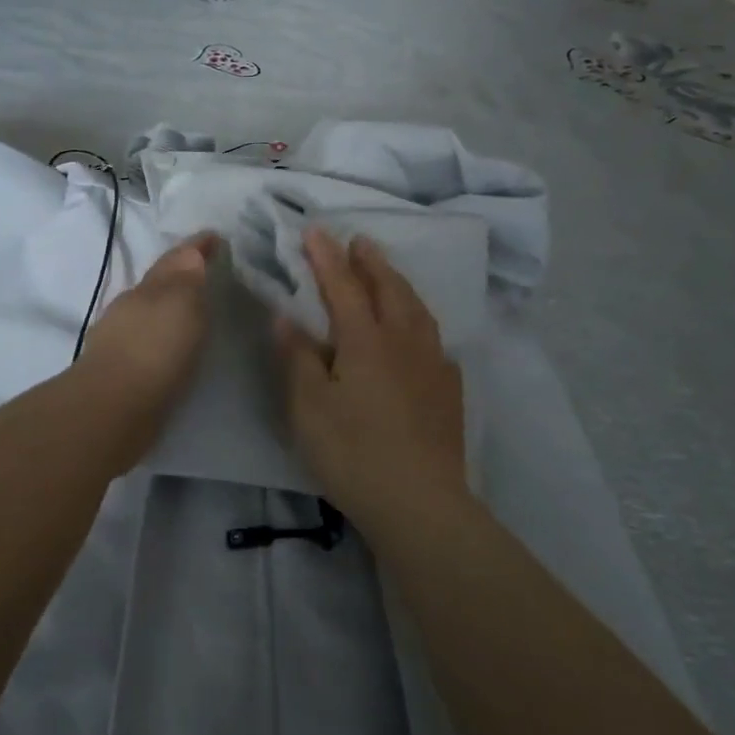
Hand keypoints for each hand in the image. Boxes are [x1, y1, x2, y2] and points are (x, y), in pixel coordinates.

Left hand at [73, 232, 219, 433]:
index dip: (196, 246)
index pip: (176, 258)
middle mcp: (132, 307)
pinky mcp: (122, 371)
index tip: (216, 237)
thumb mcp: (181, 303)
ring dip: (171, 308)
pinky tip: (175, 347)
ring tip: (197, 311)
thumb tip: (190, 252)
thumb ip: (187, 276)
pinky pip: (149, 341)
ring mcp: (122, 339)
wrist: (112, 409)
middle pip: (159, 283)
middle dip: (182, 275)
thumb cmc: (154, 349)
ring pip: (151, 312)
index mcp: (149, 287)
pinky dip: (164, 337)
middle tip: (210, 273)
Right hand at [276, 227, 465, 523]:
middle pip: (388, 288)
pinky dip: (420, 322)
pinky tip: (419, 333)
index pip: (343, 286)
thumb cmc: (353, 453)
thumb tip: (286, 316)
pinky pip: (434, 339)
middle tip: (357, 241)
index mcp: (365, 340)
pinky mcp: (448, 389)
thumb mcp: (308, 408)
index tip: (314, 231)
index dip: (327, 257)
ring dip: (398, 283)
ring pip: (416, 309)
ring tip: (387, 273)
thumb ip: (298, 357)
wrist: (421, 503)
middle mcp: (403, 341)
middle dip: (370, 261)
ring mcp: (432, 364)